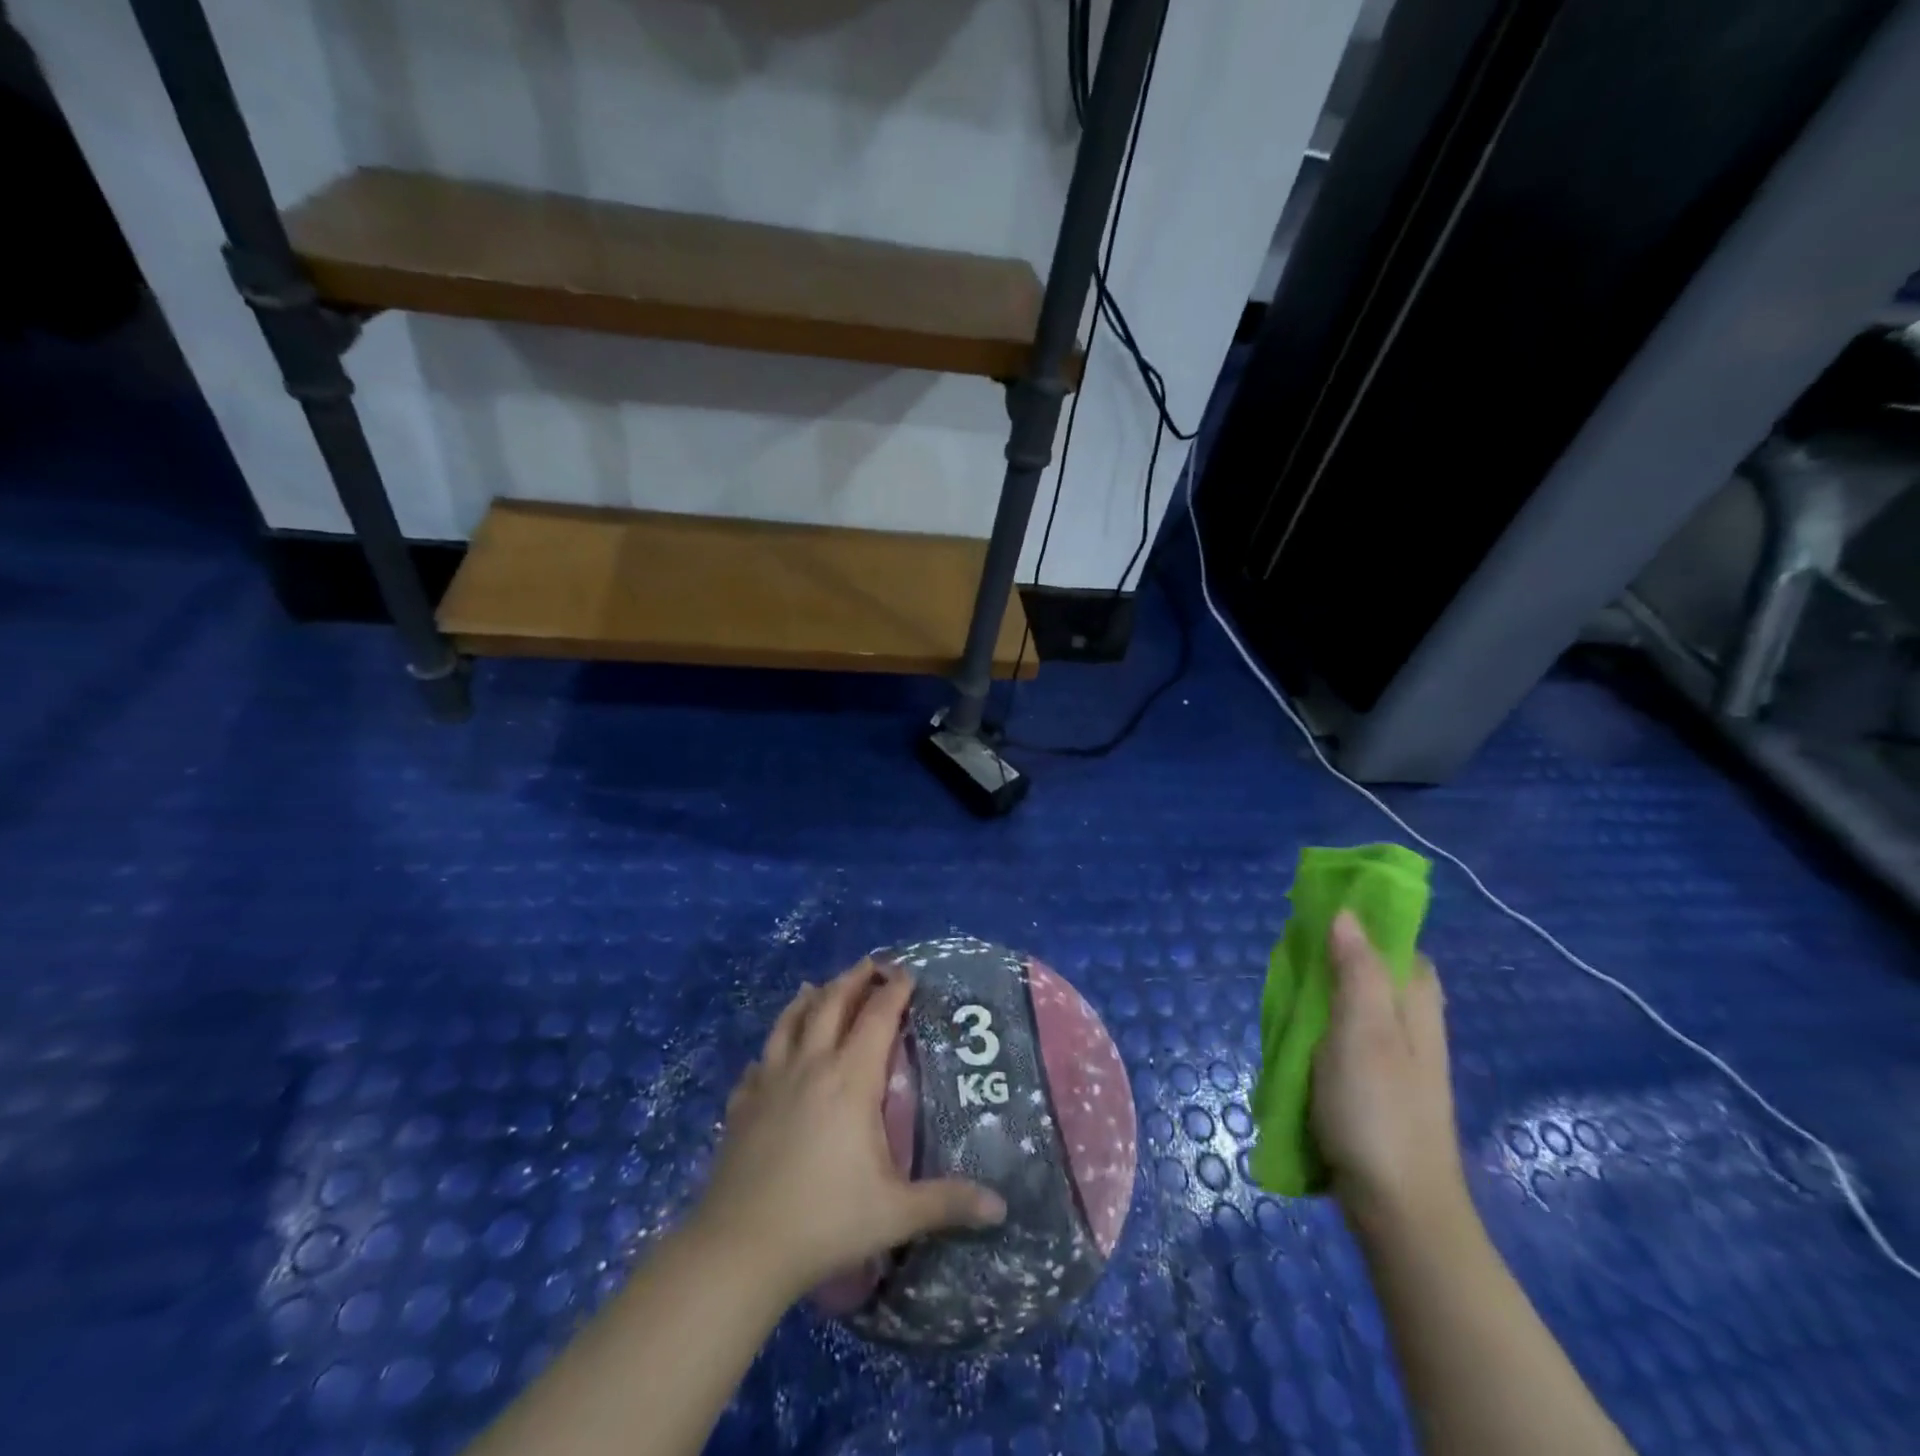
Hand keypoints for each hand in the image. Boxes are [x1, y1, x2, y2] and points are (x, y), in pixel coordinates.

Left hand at [689, 961, 1006, 1302]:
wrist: (739, 1248)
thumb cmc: (824, 1221)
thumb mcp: (895, 1213)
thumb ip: (948, 1202)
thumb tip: (1001, 1207)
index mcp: (850, 1080)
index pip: (877, 1018)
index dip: (894, 991)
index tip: (907, 973)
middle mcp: (810, 1067)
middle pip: (830, 1004)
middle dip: (852, 980)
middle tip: (869, 965)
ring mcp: (769, 1082)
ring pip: (789, 1022)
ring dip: (808, 999)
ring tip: (817, 986)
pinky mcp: (741, 1105)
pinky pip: (759, 1062)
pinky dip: (771, 1048)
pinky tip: (770, 1056)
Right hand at [1312, 911, 1468, 1229]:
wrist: (1396, 1208)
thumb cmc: (1378, 1110)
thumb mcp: (1363, 1030)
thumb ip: (1356, 970)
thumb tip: (1346, 913)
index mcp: (1416, 1002)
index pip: (1394, 941)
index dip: (1357, 922)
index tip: (1311, 916)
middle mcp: (1410, 1022)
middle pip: (1367, 969)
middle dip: (1327, 959)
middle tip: (1286, 964)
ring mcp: (1392, 1057)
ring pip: (1350, 1004)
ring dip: (1317, 995)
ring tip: (1280, 1001)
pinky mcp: (1372, 1084)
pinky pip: (1341, 1037)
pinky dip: (1316, 1029)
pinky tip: (1291, 1040)